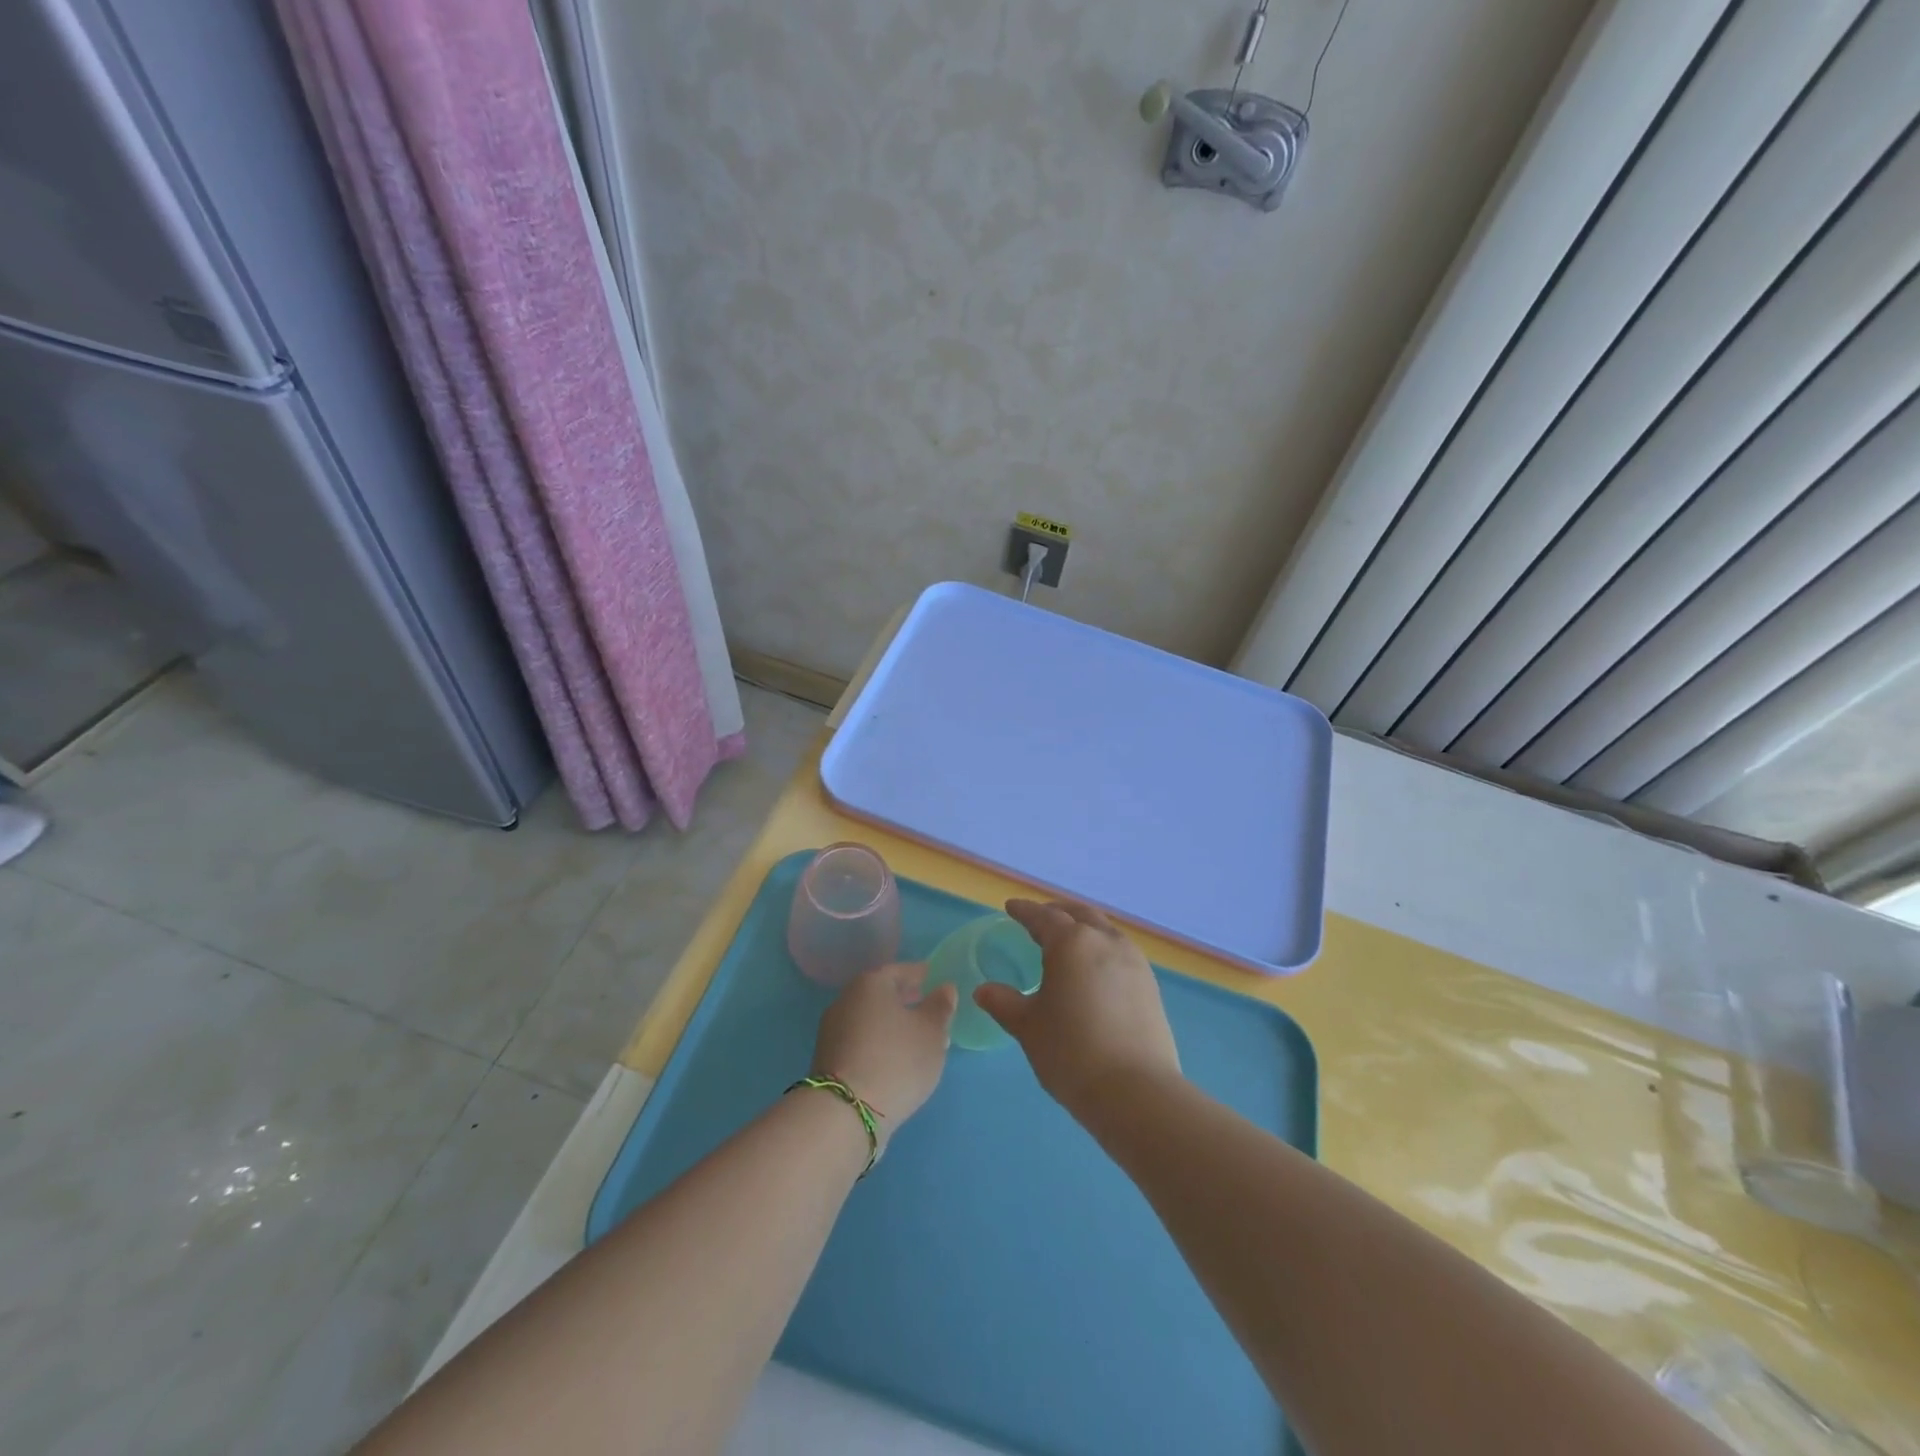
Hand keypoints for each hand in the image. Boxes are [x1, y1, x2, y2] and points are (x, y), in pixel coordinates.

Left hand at [811, 963, 957, 1133]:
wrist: (845, 1113)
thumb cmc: (896, 1060)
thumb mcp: (931, 1032)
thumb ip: (940, 1007)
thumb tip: (944, 988)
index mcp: (870, 983)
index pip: (899, 970)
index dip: (919, 974)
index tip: (934, 978)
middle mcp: (846, 1000)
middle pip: (881, 994)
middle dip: (906, 999)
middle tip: (928, 1007)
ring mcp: (832, 1031)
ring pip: (870, 1019)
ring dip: (892, 1024)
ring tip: (917, 1038)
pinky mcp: (828, 1060)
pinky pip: (861, 1041)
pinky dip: (879, 1043)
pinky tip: (895, 1060)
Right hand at [977, 899, 1180, 1115]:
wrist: (1135, 1091)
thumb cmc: (1071, 1052)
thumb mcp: (1029, 1027)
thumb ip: (1004, 1003)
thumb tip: (983, 991)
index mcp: (1072, 943)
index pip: (1043, 917)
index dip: (1025, 911)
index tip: (1011, 907)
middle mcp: (1105, 942)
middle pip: (1079, 914)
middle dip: (1057, 912)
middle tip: (1039, 918)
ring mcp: (1133, 962)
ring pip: (1104, 930)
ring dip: (1083, 927)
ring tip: (1068, 941)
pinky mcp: (1150, 984)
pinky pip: (1120, 951)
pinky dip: (1102, 947)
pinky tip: (1094, 968)